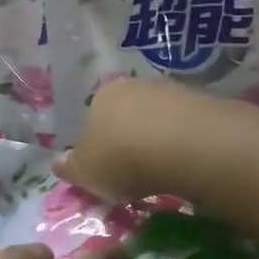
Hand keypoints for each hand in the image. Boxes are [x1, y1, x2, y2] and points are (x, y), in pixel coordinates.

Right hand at [53, 76, 201, 202]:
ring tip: (163, 171)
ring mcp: (168, 90)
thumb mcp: (85, 172)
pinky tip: (185, 163)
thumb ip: (70, 168)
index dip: (98, 146)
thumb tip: (58, 163)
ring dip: (158, 140)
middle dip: (129, 139)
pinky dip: (182, 142)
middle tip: (134, 172)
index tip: (107, 170)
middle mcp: (132, 86)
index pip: (93, 119)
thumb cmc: (119, 158)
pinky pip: (184, 125)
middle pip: (126, 115)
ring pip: (157, 118)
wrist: (179, 145)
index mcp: (99, 97)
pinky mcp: (200, 101)